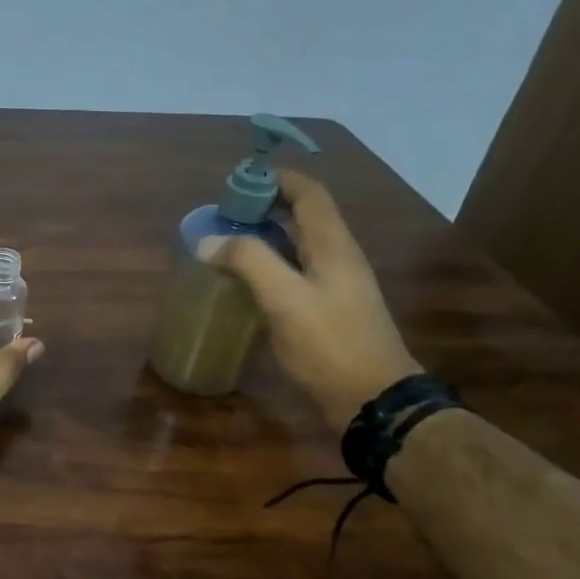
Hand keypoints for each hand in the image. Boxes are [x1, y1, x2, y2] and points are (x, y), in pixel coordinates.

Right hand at [199, 168, 421, 430]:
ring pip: (296, 245)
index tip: (237, 182)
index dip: (276, 179)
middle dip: (263, 207)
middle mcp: (336, 257)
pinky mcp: (326, 310)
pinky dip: (268, 266)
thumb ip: (248, 262)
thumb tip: (207, 240)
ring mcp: (334, 285)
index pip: (309, 193)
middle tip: (222, 215)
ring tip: (224, 243)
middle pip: (302, 216)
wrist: (372, 399)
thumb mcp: (285, 299)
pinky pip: (294, 272)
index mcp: (333, 245)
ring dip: (263, 237)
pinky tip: (243, 282)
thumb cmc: (330, 344)